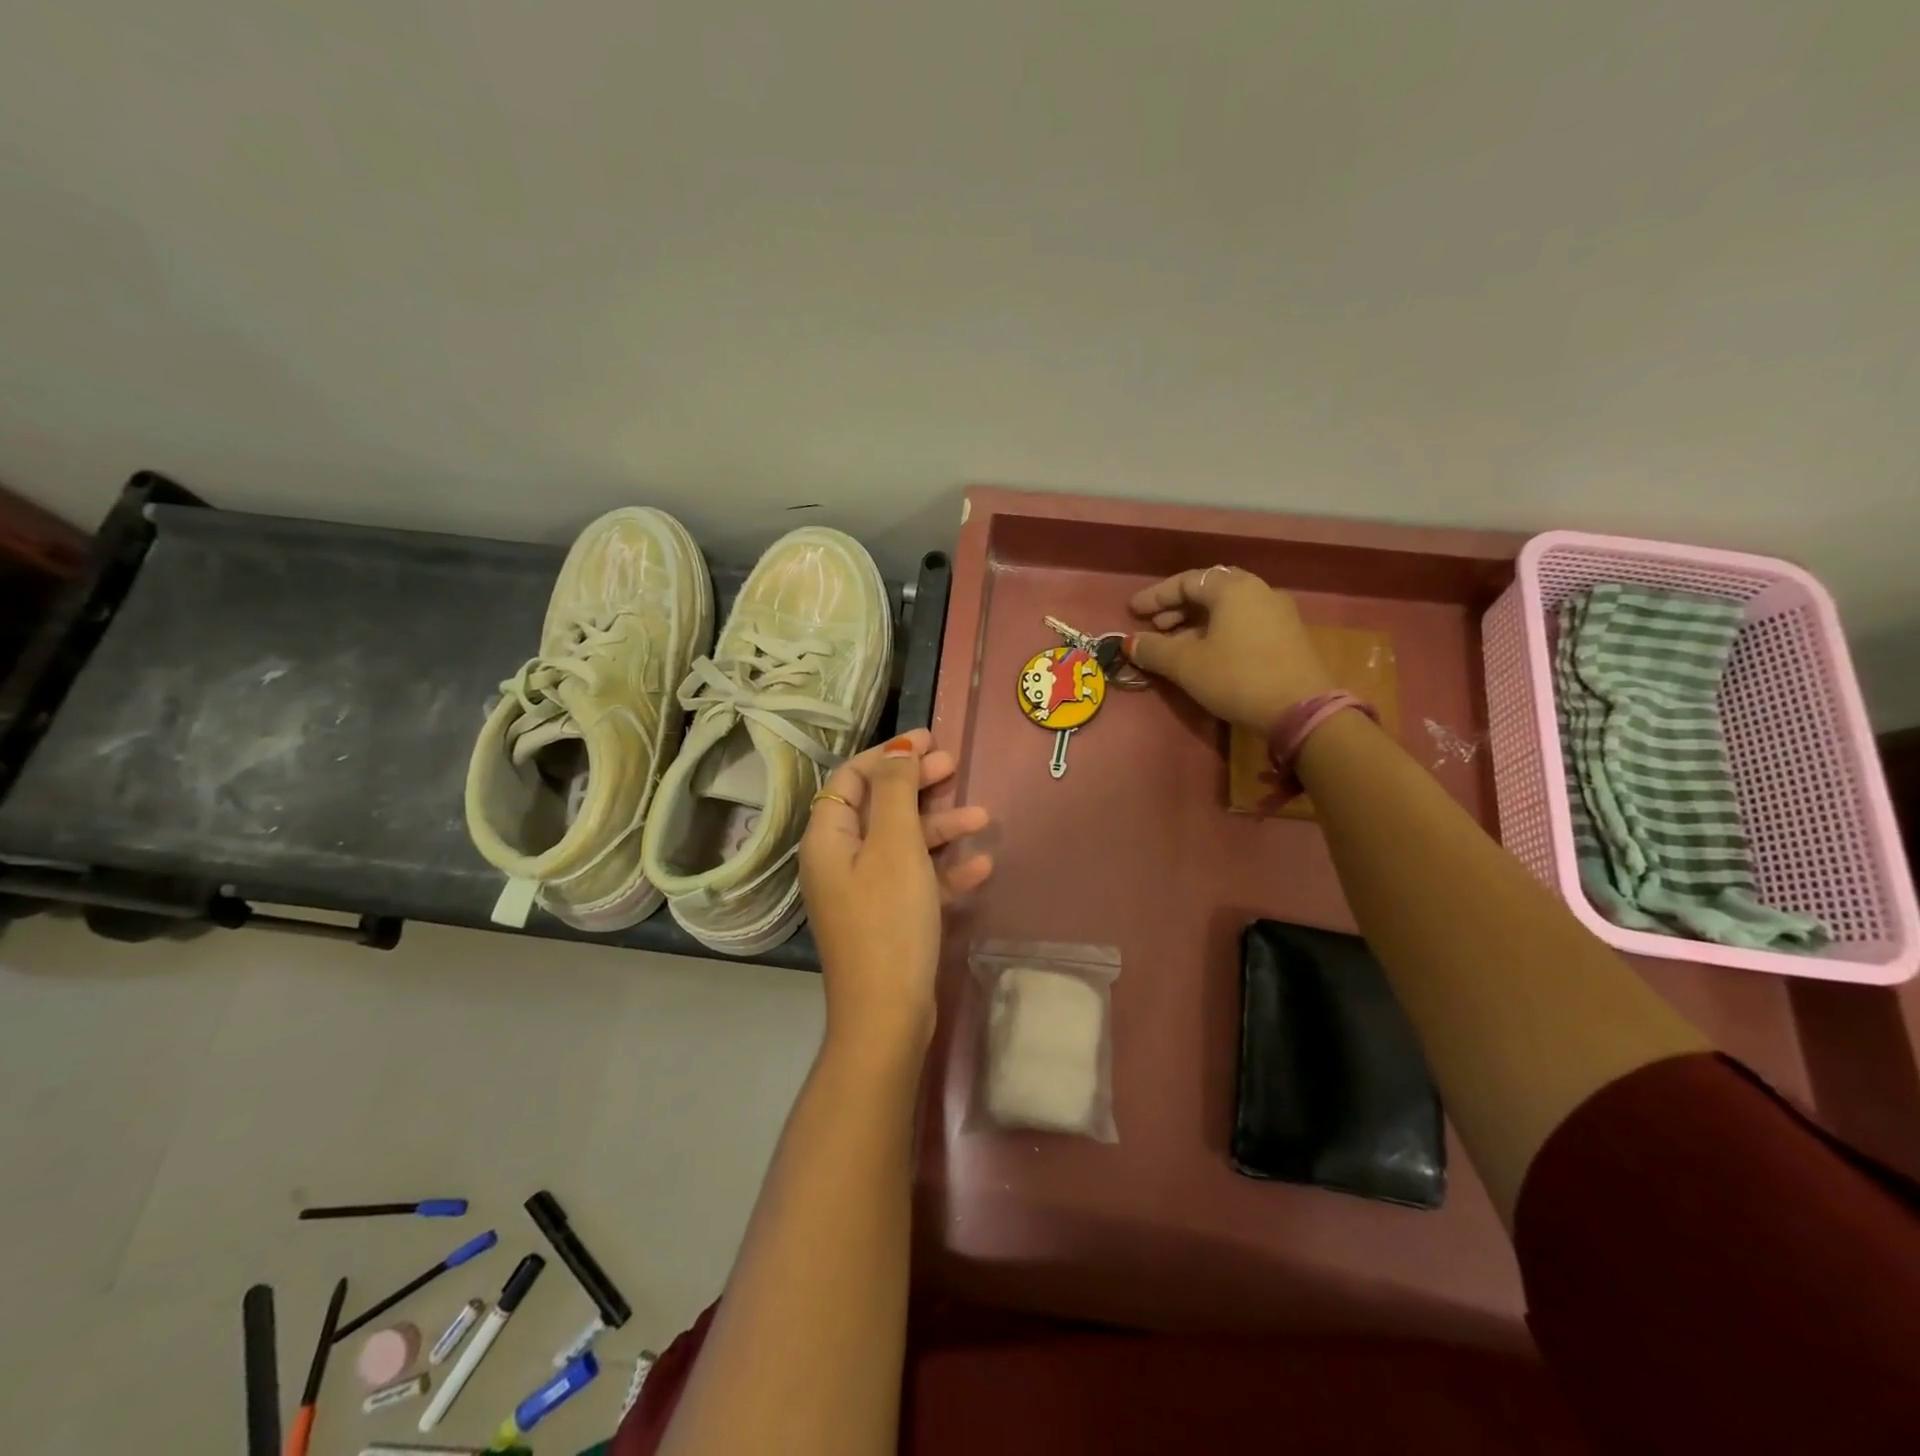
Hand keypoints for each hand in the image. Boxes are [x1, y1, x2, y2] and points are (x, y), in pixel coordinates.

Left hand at [799, 728, 992, 1058]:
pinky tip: (980, 866)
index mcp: (829, 838)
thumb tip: (898, 749)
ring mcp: (864, 890)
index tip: (929, 740)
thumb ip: (896, 792)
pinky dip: (944, 869)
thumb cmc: (889, 921)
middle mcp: (840, 860)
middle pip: (879, 806)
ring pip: (903, 842)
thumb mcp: (895, 846)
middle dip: (918, 785)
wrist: (889, 1015)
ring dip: (940, 827)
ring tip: (983, 816)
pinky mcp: (889, 917)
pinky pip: (916, 879)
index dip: (889, 755)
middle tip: (954, 766)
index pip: (852, 778)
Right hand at [1126, 567, 1333, 729]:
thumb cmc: (1237, 677)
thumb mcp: (1187, 665)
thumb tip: (1131, 643)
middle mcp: (1258, 591)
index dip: (1156, 596)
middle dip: (1177, 608)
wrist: (1301, 709)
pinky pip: (1243, 623)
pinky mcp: (1287, 636)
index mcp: (1233, 588)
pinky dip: (1218, 632)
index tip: (1133, 612)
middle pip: (1209, 591)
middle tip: (1155, 627)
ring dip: (1196, 623)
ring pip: (1227, 609)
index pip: (1186, 581)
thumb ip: (1155, 650)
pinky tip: (1206, 655)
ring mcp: (1277, 613)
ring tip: (1175, 645)